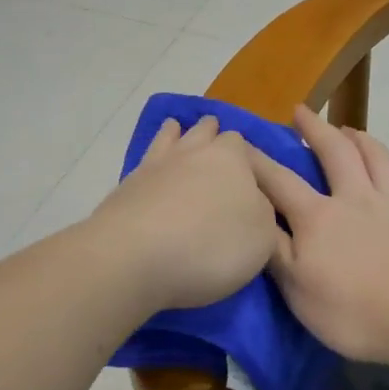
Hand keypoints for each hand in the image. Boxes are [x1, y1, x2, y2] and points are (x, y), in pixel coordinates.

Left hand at [86, 116, 278, 310]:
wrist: (136, 256)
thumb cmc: (212, 245)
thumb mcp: (262, 237)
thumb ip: (262, 213)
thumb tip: (252, 203)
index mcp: (231, 158)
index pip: (241, 143)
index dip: (245, 155)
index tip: (247, 171)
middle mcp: (192, 152)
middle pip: (204, 132)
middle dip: (212, 135)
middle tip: (216, 145)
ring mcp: (154, 166)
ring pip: (169, 139)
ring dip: (176, 135)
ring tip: (178, 132)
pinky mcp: (126, 188)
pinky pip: (144, 163)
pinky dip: (152, 162)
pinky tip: (152, 168)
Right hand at [250, 105, 388, 368]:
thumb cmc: (357, 313)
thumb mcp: (298, 291)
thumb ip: (274, 251)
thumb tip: (253, 217)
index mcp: (319, 218)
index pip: (279, 181)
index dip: (256, 160)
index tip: (239, 140)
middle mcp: (358, 201)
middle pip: (335, 153)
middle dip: (314, 130)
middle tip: (301, 111)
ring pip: (379, 160)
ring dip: (362, 140)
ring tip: (350, 130)